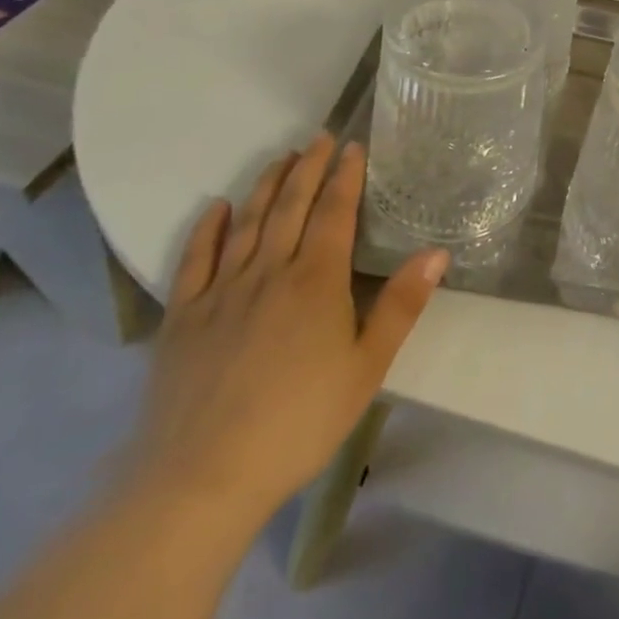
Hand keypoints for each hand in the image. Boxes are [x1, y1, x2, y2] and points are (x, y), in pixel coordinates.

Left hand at [125, 135, 448, 524]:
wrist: (200, 480)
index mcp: (316, 281)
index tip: (352, 147)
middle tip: (319, 137)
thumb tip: (437, 252)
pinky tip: (217, 208)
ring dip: (266, 186)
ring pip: (247, 224)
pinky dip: (206, 229)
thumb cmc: (298, 423)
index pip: (334, 213)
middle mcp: (269, 272)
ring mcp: (221, 293)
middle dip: (308, 168)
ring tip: (281, 159)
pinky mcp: (182, 319)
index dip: (344, 177)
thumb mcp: (366, 368)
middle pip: (291, 207)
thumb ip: (401, 306)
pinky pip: (194, 261)